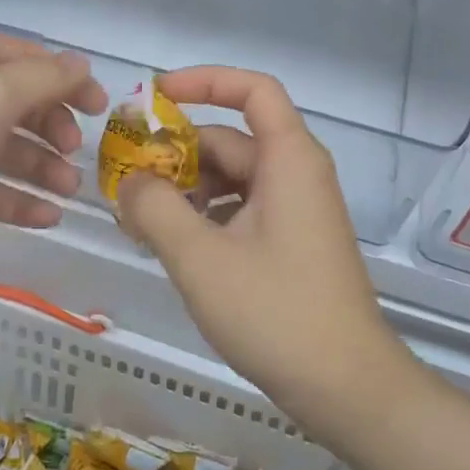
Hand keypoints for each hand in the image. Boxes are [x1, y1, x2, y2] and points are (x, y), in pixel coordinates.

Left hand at [0, 36, 106, 283]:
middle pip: (19, 106)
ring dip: (42, 167)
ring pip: (6, 151)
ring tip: (69, 191)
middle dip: (54, 127)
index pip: (26, 60)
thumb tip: (82, 65)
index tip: (101, 108)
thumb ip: (42, 79)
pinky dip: (18, 202)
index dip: (66, 79)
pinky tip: (47, 218)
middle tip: (76, 153)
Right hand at [116, 67, 405, 415]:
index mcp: (288, 160)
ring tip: (138, 220)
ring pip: (230, 179)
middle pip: (230, 139)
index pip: (253, 90)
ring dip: (184, 190)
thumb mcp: (199, 257)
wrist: (347, 388)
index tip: (154, 98)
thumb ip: (155, 208)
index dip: (204, 81)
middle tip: (123, 179)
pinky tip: (170, 245)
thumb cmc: (275, 312)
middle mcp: (296, 175)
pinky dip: (203, 217)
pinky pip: (240, 210)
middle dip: (175, 153)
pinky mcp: (290, 243)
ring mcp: (295, 211)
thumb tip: (130, 181)